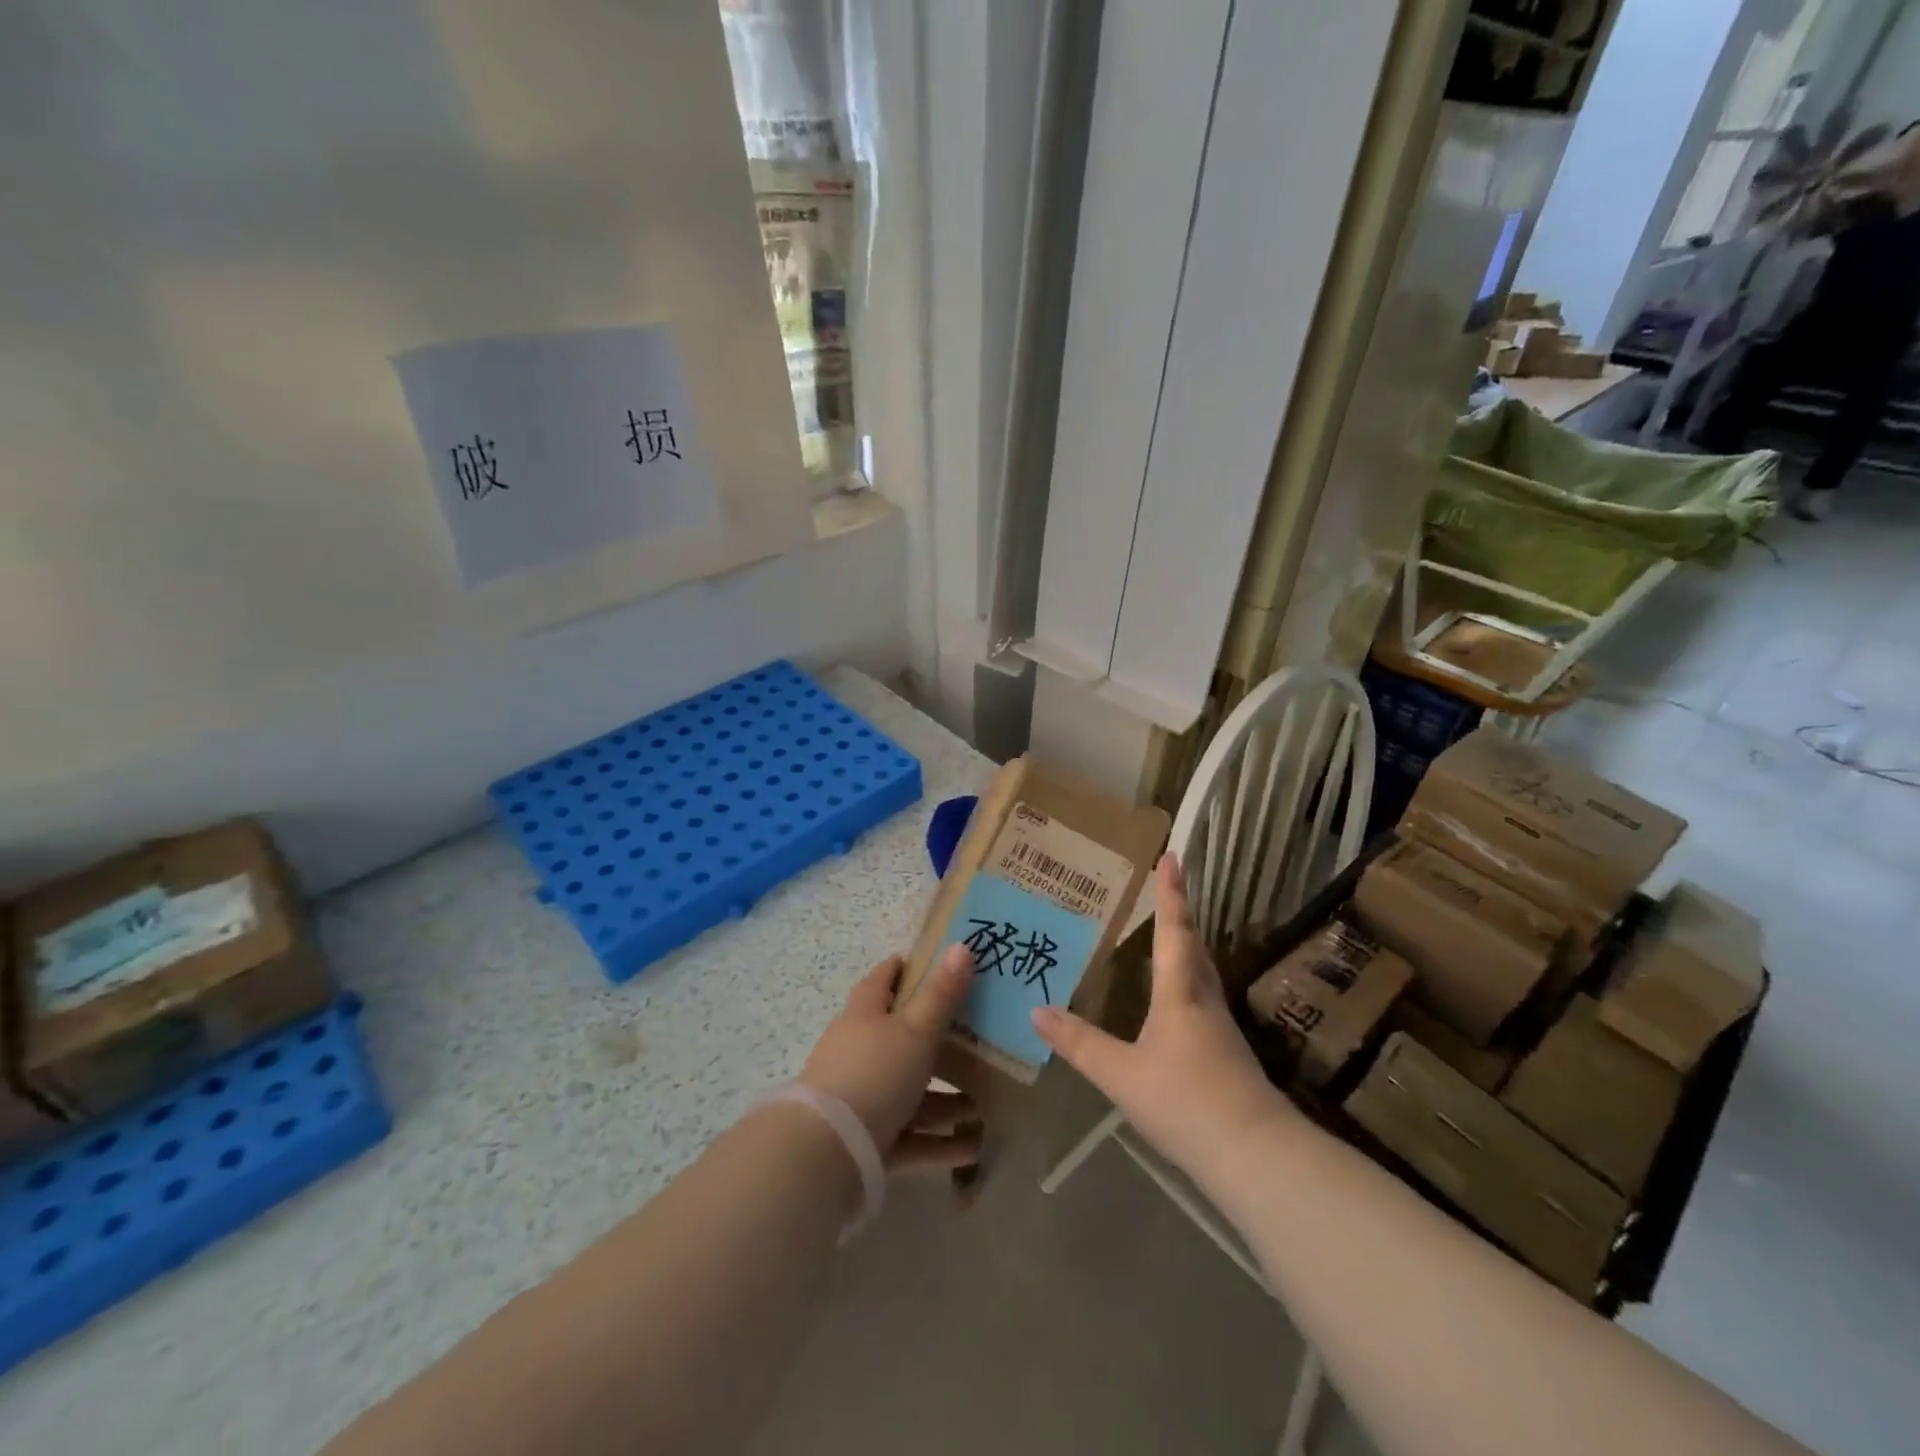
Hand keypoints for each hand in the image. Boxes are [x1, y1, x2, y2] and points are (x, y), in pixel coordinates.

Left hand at [799, 946, 982, 1170]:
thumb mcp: (915, 1030)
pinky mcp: (866, 1141)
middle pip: (897, 1038)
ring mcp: (860, 1098)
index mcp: (863, 1015)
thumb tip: (962, 945)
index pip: (880, 981)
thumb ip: (941, 994)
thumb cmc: (874, 1073)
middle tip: (971, 1038)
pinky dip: (937, 1141)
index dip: (900, 969)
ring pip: (907, 1092)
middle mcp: (857, 1051)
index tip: (924, 963)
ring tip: (979, 1105)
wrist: (827, 1152)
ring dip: (942, 1099)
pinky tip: (970, 1149)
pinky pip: (908, 1136)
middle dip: (932, 1040)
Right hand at [1032, 856, 1294, 1185]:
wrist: (1256, 1156)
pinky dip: (1188, 981)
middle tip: (1166, 888)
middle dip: (1180, 914)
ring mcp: (1221, 1028)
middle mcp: (1204, 1000)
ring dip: (1187, 946)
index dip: (1170, 893)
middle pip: (1194, 946)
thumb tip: (1036, 1011)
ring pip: (1203, 972)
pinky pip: (1203, 999)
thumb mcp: (1121, 1074)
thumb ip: (1079, 1043)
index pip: (1174, 930)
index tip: (1173, 857)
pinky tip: (1176, 1000)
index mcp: (1180, 993)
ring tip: (1169, 934)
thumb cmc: (1186, 1102)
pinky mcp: (1228, 1054)